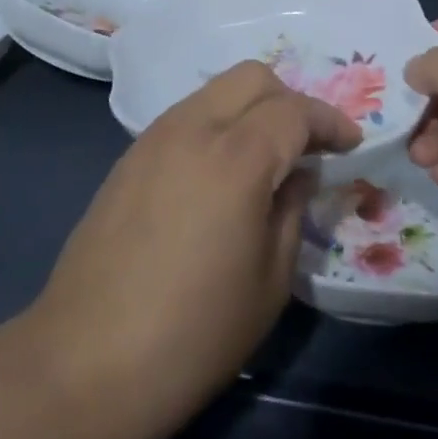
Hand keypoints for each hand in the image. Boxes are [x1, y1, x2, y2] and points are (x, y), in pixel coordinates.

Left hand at [32, 62, 359, 432]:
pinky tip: (220, 173)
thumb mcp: (269, 281)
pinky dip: (217, 124)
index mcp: (236, 157)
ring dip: (251, 108)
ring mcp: (154, 137)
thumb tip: (298, 174)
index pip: (294, 111)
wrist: (87, 360)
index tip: (350, 143)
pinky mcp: (129, 156)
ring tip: (266, 157)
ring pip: (216, 90)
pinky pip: (186, 116)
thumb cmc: (194, 333)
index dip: (329, 121)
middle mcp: (193, 128)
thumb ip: (291, 210)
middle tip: (308, 146)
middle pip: (252, 78)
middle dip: (289, 101)